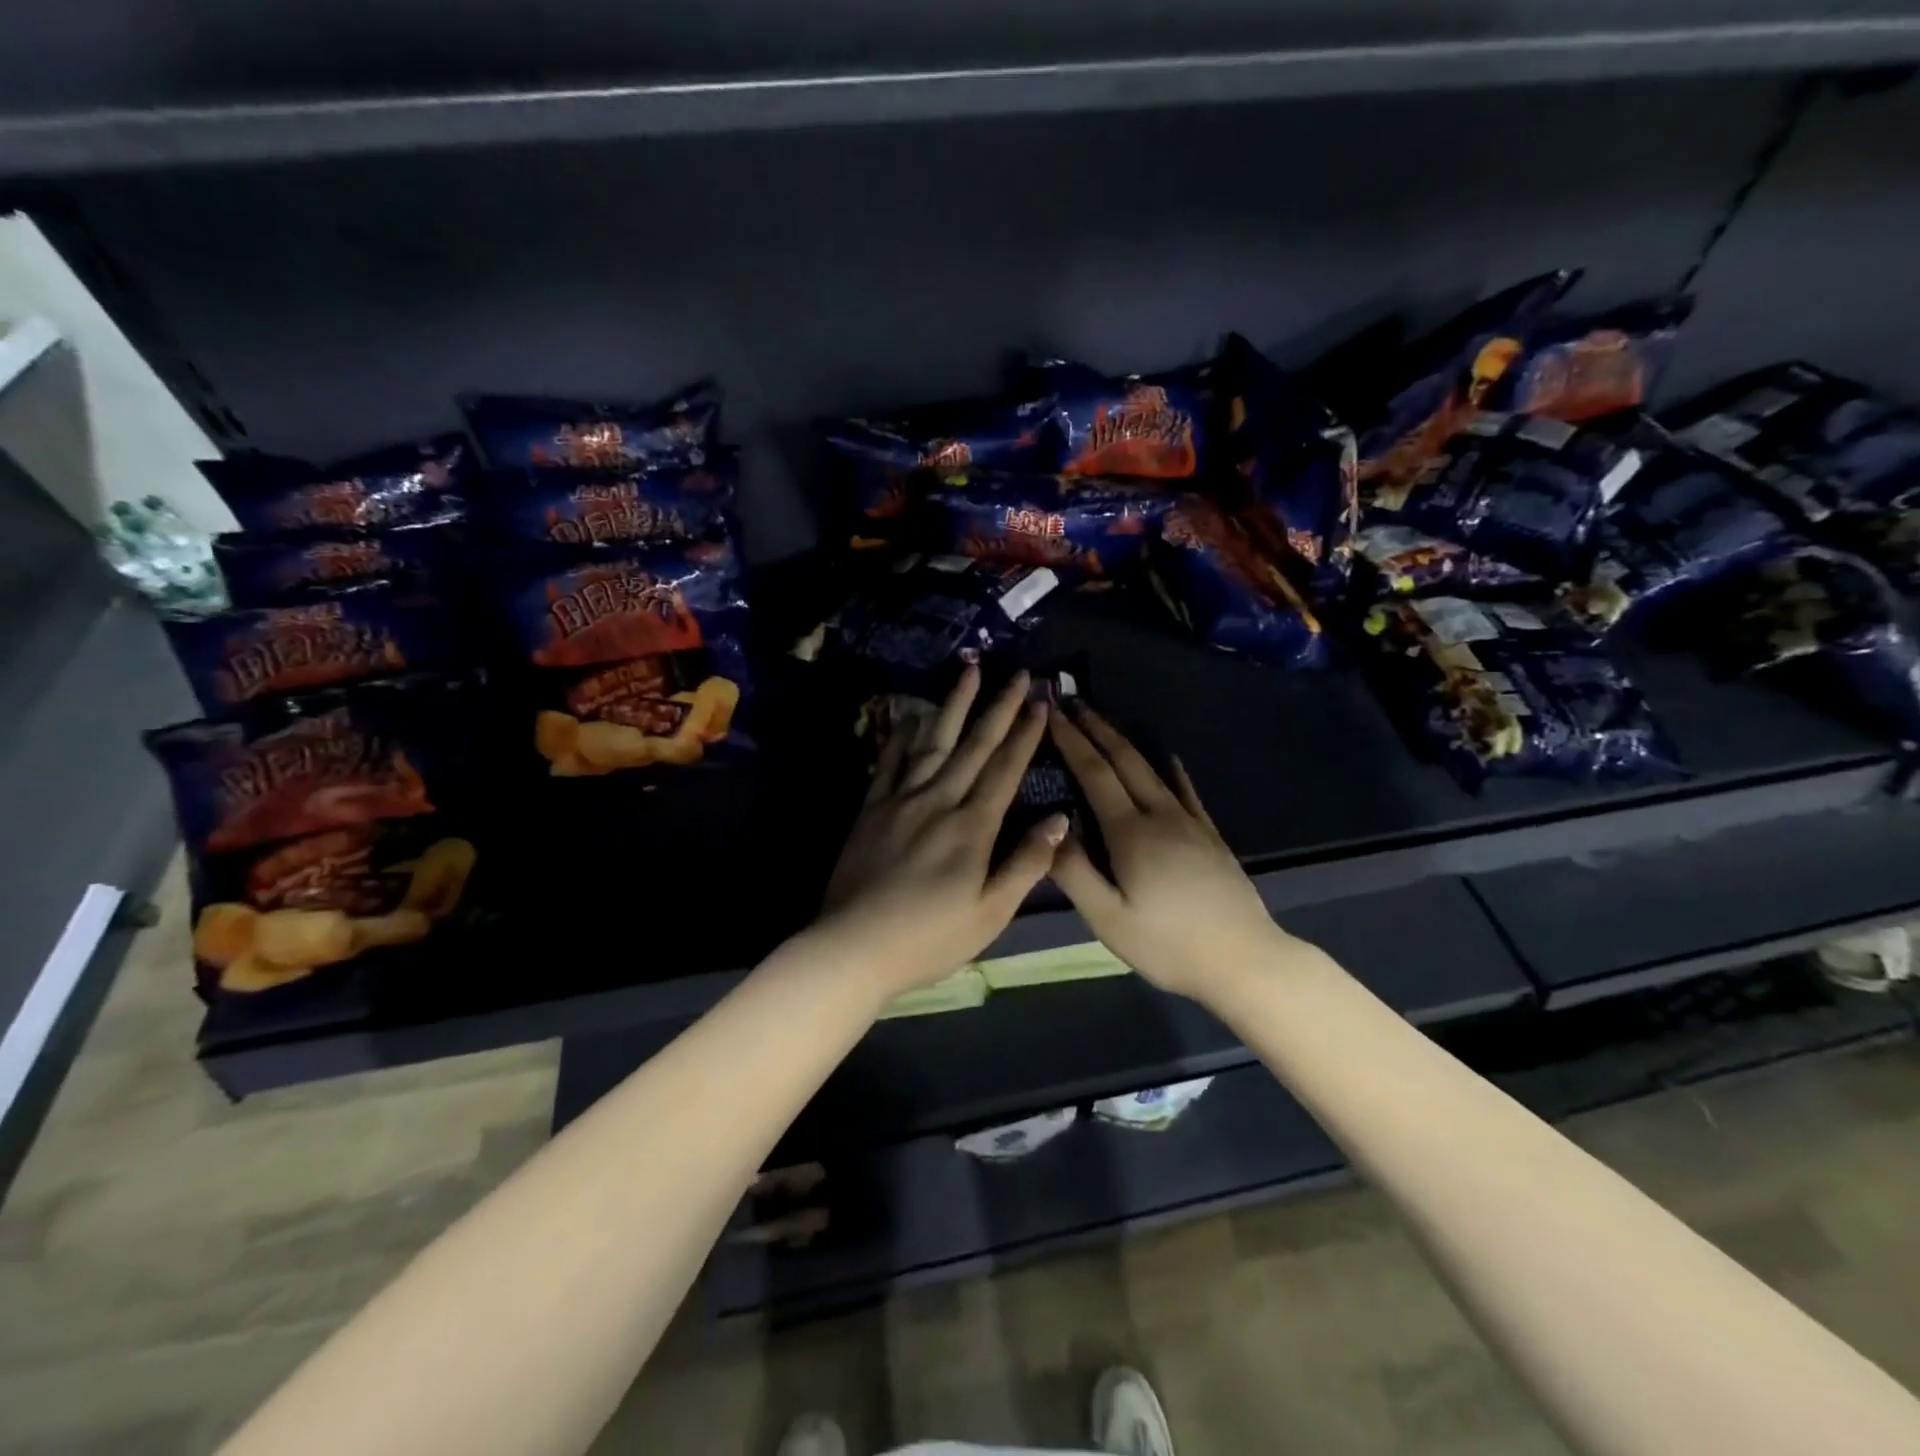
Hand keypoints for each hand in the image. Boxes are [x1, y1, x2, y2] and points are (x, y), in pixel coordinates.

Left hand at [817, 665, 1066, 1001]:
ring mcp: (901, 800)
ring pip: (932, 742)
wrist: (853, 946)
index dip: (1025, 734)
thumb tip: (1059, 819)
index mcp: (972, 827)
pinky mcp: (871, 808)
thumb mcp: (991, 914)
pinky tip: (912, 715)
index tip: (1040, 701)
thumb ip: (1027, 864)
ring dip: (954, 705)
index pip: (1005, 769)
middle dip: (998, 707)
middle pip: (973, 745)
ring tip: (968, 672)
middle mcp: (938, 801)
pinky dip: (903, 735)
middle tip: (1015, 673)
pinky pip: (890, 762)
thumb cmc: (929, 938)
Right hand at [1047, 704, 1299, 999]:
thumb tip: (1049, 827)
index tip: (1052, 712)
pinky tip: (1170, 759)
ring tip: (1104, 723)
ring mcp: (1190, 822)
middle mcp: (1160, 815)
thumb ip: (1074, 873)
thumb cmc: (1168, 945)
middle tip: (1073, 701)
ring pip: (1153, 769)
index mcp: (1130, 833)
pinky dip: (1171, 769)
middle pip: (1124, 760)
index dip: (1072, 740)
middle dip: (1096, 728)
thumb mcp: (1108, 920)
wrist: (1244, 960)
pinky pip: (1186, 790)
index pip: (1094, 773)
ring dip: (1125, 741)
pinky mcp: (1210, 835)